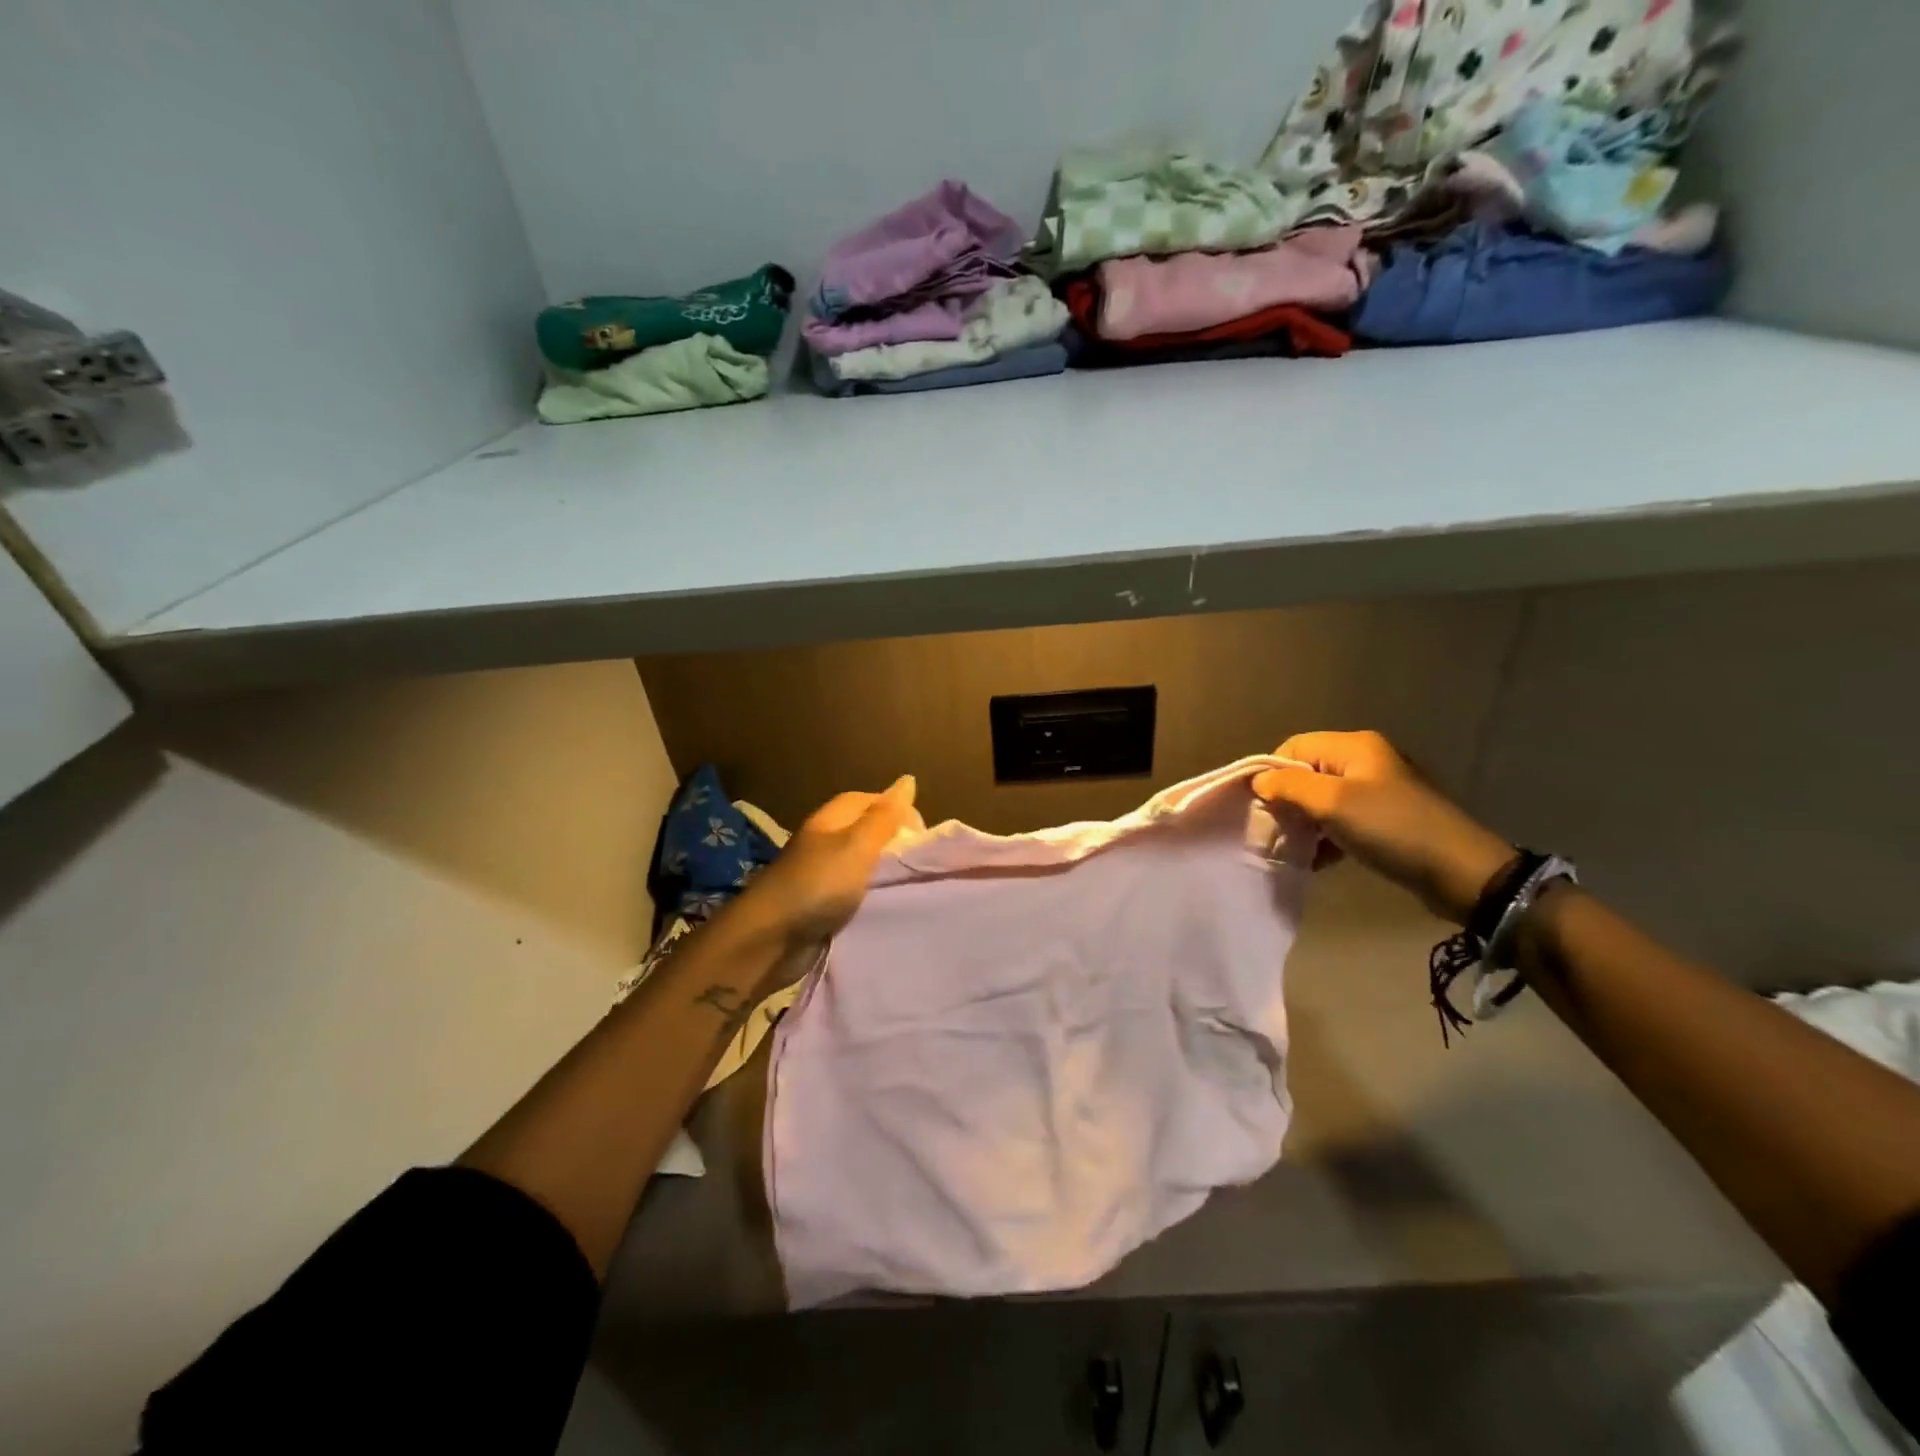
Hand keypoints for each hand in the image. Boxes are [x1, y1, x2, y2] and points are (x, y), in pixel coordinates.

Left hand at [729, 776, 918, 952]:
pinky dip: (871, 898)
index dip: (897, 810)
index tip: (924, 833)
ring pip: (862, 866)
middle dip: (894, 843)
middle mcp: (824, 843)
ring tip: (912, 883)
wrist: (772, 940)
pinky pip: (854, 895)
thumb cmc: (818, 884)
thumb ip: (885, 817)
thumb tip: (908, 779)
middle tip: (922, 861)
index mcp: (831, 820)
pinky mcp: (820, 906)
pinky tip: (889, 906)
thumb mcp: (858, 845)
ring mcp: (820, 876)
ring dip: (884, 873)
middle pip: (866, 833)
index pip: (869, 801)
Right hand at [1253, 732, 1513, 924]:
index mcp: (1354, 746)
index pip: (1293, 747)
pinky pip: (1340, 821)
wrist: (1460, 872)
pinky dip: (1325, 837)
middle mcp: (1364, 761)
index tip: (1263, 806)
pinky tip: (1319, 859)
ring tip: (1295, 848)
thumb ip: (1289, 787)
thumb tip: (1259, 781)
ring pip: (1321, 800)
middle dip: (1286, 801)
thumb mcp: (1333, 803)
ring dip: (1304, 823)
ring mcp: (1376, 791)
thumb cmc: (1391, 828)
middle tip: (1276, 829)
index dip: (1272, 773)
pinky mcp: (1384, 819)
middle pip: (1306, 773)